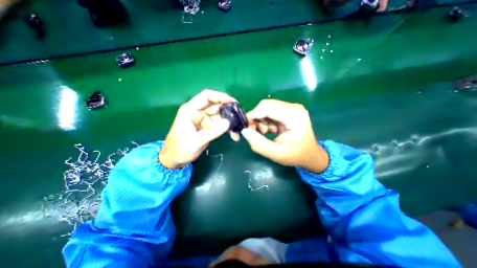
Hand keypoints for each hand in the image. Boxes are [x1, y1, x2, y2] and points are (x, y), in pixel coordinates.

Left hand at [160, 91, 233, 168]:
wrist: (175, 159)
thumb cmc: (180, 149)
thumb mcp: (195, 142)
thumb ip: (211, 132)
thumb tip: (228, 123)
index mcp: (190, 110)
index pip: (206, 96)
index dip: (220, 96)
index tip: (232, 102)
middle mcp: (198, 112)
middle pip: (216, 105)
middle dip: (229, 110)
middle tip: (241, 116)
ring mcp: (204, 120)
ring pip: (220, 115)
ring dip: (230, 121)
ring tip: (239, 128)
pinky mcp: (209, 127)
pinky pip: (220, 124)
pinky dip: (228, 129)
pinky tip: (234, 135)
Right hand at [242, 99, 328, 172]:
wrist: (311, 154)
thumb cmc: (295, 155)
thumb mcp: (275, 154)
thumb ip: (258, 143)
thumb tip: (244, 131)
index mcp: (294, 116)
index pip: (267, 109)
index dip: (253, 115)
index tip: (245, 126)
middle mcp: (294, 108)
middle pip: (266, 105)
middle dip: (256, 117)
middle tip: (253, 131)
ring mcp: (292, 108)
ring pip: (267, 106)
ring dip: (260, 118)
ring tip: (263, 132)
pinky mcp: (289, 110)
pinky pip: (271, 110)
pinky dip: (265, 119)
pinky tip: (269, 129)